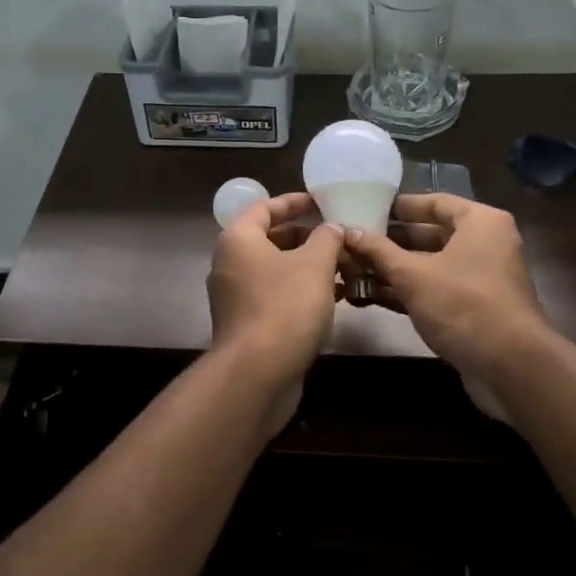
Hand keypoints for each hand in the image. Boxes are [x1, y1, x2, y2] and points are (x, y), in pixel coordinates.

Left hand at [206, 192, 345, 429]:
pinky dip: (301, 292)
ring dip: (308, 267)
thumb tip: (332, 228)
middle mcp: (230, 265)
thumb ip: (327, 238)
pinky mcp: (247, 325)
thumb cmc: (285, 307)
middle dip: (307, 238)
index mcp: (239, 240)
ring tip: (345, 268)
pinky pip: (276, 296)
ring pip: (276, 271)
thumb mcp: (315, 264)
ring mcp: (236, 297)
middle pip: (271, 240)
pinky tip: (333, 299)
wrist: (258, 373)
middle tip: (339, 239)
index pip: (265, 208)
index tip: (320, 201)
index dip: (294, 202)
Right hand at [343, 194, 549, 421]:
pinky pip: (437, 289)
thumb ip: (378, 251)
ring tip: (354, 268)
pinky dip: (409, 291)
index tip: (367, 208)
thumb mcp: (413, 275)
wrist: (510, 366)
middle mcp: (485, 244)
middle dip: (391, 241)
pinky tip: (373, 296)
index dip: (400, 206)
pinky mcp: (475, 308)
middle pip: (431, 234)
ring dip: (395, 269)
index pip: (434, 202)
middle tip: (354, 241)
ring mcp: (482, 278)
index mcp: (479, 222)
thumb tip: (346, 231)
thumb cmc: (463, 305)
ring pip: (432, 265)